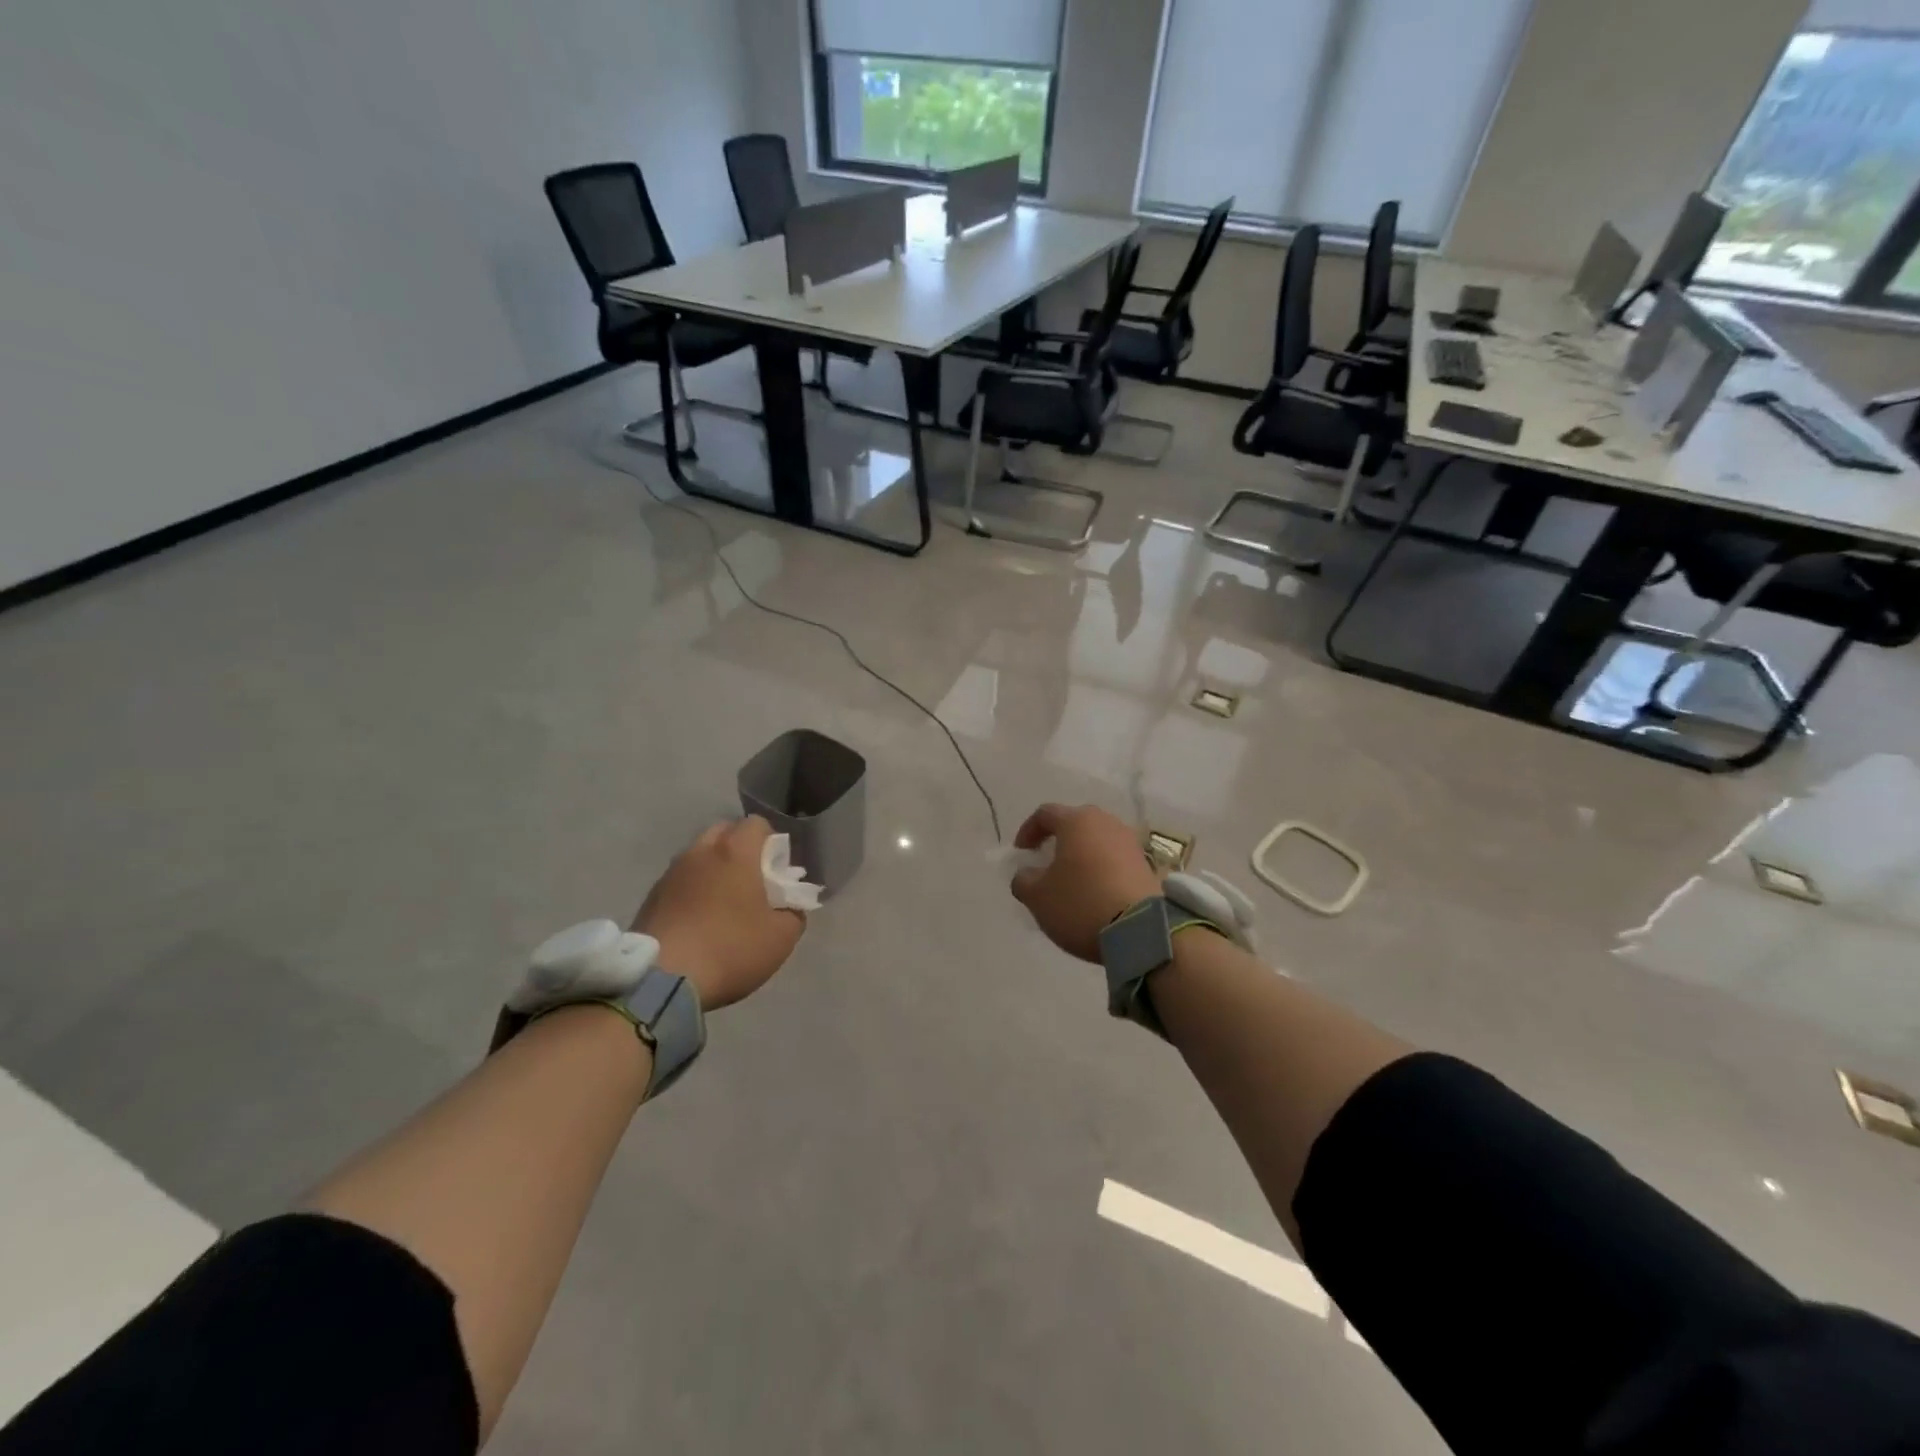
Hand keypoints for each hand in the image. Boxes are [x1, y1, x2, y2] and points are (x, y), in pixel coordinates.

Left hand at [632, 817, 805, 1010]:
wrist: (661, 980)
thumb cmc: (730, 948)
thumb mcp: (781, 937)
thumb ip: (793, 913)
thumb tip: (787, 907)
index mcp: (735, 852)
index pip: (757, 824)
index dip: (771, 842)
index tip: (776, 871)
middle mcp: (700, 852)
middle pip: (724, 832)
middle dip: (740, 849)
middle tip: (751, 882)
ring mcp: (671, 873)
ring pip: (698, 856)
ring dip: (713, 869)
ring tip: (722, 904)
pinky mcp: (650, 897)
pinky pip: (679, 881)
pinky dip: (692, 891)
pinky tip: (698, 921)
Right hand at [1009, 803, 1161, 962]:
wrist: (1141, 930)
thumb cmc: (1081, 903)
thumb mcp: (1037, 897)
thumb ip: (1023, 880)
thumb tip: (1027, 874)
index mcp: (1076, 821)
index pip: (1045, 814)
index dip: (1028, 831)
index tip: (1021, 853)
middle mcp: (1106, 822)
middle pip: (1075, 823)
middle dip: (1058, 840)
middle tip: (1046, 863)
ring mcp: (1130, 842)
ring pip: (1098, 840)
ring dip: (1082, 855)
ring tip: (1072, 880)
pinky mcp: (1147, 865)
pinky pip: (1115, 859)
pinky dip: (1101, 869)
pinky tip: (1096, 892)